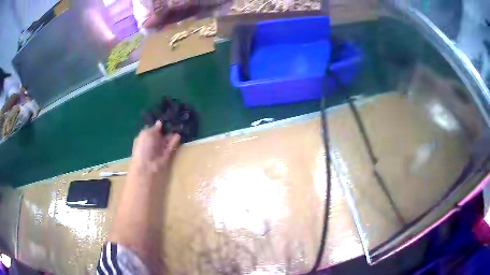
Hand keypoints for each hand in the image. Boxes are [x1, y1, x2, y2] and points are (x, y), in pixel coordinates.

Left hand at [128, 121, 180, 184]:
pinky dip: (174, 141)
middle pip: (161, 134)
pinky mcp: (167, 154)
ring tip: (179, 125)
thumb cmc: (144, 147)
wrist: (147, 166)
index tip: (166, 117)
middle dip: (166, 127)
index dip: (158, 124)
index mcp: (145, 137)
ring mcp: (160, 148)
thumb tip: (160, 122)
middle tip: (175, 119)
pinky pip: (171, 146)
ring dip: (172, 133)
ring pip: (167, 139)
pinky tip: (178, 135)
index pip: (153, 129)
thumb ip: (154, 128)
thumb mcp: (146, 133)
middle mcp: (152, 142)